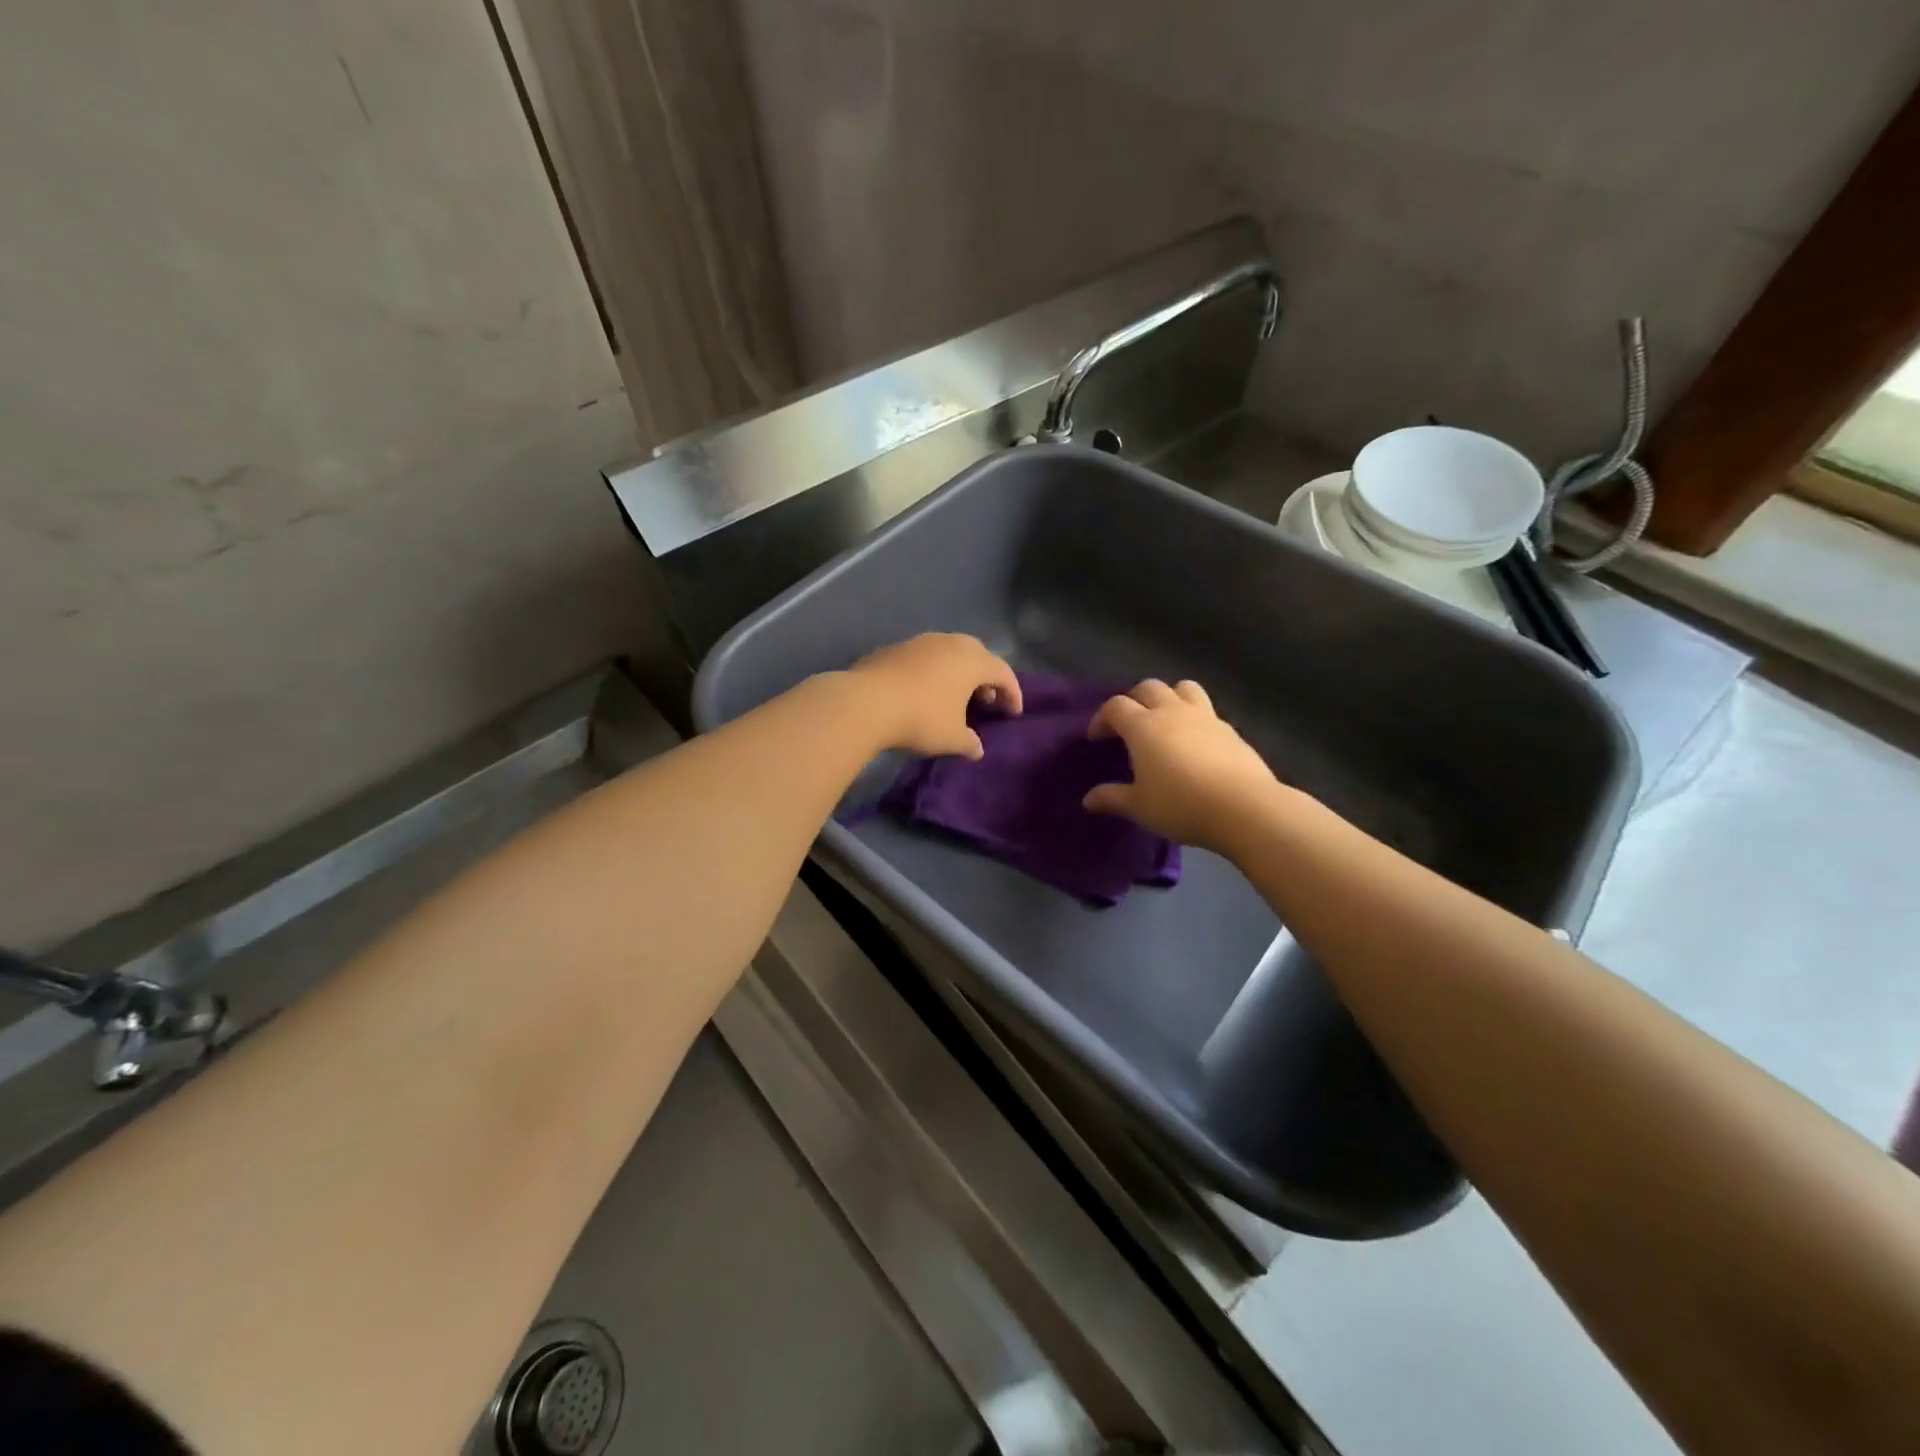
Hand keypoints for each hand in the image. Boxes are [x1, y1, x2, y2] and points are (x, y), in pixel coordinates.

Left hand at [845, 633, 1022, 758]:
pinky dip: (932, 672)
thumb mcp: (952, 739)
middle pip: (978, 655)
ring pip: (949, 652)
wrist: (866, 702)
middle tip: (986, 700)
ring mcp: (920, 642)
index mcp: (972, 661)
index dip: (1013, 693)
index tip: (1013, 713)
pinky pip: (924, 658)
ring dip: (957, 672)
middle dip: (986, 677)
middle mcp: (950, 643)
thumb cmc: (921, 719)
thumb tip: (977, 748)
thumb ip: (970, 742)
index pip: (1003, 672)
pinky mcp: (895, 648)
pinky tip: (923, 692)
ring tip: (954, 696)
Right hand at [1082, 679, 1280, 852]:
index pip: (1115, 706)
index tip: (1096, 738)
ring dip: (1169, 697)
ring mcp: (1205, 717)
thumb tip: (1088, 800)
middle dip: (1133, 700)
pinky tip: (1194, 744)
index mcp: (1143, 726)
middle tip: (1128, 725)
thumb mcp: (1139, 807)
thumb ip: (1112, 798)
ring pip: (1182, 688)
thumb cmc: (1181, 805)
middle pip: (1148, 687)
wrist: (1244, 807)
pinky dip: (1194, 718)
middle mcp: (1172, 712)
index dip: (1102, 718)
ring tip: (1164, 721)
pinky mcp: (1230, 729)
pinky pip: (1206, 710)